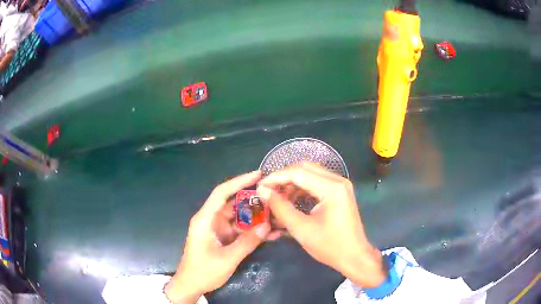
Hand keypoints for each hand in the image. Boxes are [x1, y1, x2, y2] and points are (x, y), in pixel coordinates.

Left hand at [165, 171, 271, 303]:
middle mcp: (212, 220)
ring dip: (256, 218)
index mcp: (206, 219)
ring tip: (278, 216)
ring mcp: (218, 230)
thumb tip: (267, 226)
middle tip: (275, 199)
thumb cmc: (204, 271)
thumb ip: (247, 242)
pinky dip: (253, 231)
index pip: (222, 193)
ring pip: (239, 218)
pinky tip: (271, 233)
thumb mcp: (227, 258)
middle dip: (254, 202)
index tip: (258, 175)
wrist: (191, 285)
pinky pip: (240, 231)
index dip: (239, 181)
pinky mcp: (223, 239)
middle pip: (234, 204)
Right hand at [257, 162, 385, 287]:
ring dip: (292, 182)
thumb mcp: (301, 229)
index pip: (298, 173)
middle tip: (268, 191)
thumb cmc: (330, 246)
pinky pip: (317, 182)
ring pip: (310, 173)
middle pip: (304, 168)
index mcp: (332, 188)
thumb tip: (264, 192)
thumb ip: (281, 208)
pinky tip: (292, 200)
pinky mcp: (340, 191)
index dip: (276, 178)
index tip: (260, 187)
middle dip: (283, 178)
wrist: (354, 256)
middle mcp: (338, 180)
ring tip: (278, 198)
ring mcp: (341, 185)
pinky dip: (302, 188)